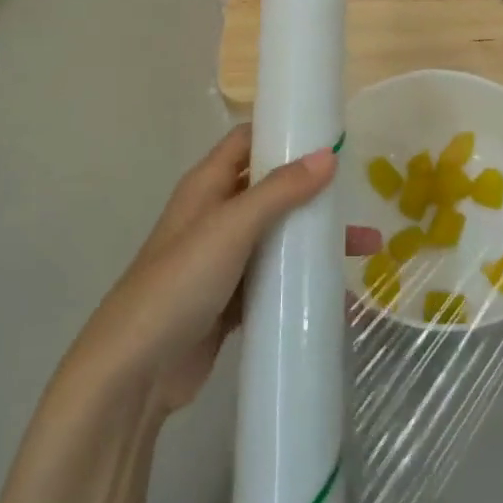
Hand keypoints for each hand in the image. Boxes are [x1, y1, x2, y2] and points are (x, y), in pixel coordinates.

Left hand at [60, 126, 379, 417]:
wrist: (135, 372)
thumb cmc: (179, 282)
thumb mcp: (231, 227)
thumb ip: (280, 190)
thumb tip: (328, 154)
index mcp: (207, 185)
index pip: (246, 140)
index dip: (282, 131)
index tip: (328, 132)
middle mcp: (215, 215)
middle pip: (270, 188)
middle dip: (312, 190)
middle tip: (357, 193)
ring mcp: (223, 260)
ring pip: (277, 236)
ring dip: (315, 238)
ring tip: (367, 247)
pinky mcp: (231, 302)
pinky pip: (274, 281)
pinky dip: (302, 281)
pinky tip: (340, 294)